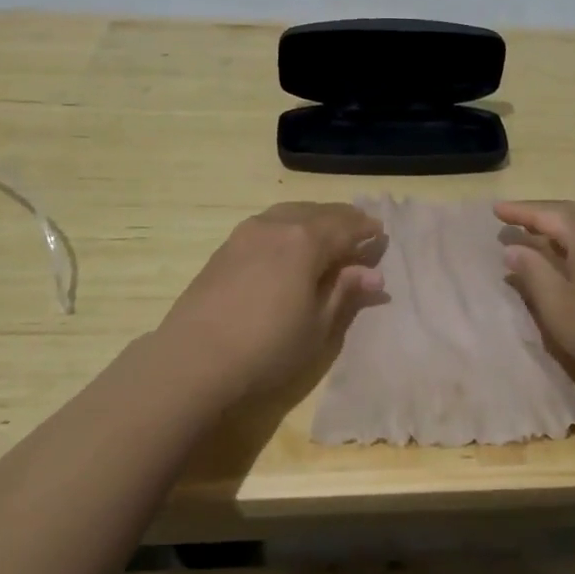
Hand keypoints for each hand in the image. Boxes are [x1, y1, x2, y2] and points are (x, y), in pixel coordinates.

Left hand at [156, 203, 384, 402]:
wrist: (194, 360)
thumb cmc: (268, 348)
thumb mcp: (318, 326)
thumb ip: (345, 292)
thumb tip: (373, 274)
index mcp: (306, 241)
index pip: (345, 226)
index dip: (365, 230)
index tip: (380, 233)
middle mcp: (277, 225)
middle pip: (318, 213)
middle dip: (342, 219)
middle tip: (359, 227)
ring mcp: (246, 233)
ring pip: (290, 213)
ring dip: (313, 218)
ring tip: (326, 232)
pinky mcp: (225, 247)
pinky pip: (268, 224)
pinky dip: (288, 226)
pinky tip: (288, 243)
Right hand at [495, 200, 574, 395]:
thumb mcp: (558, 305)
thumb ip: (532, 272)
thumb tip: (514, 249)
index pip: (545, 213)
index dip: (518, 212)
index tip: (495, 209)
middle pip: (570, 213)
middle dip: (541, 215)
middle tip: (513, 218)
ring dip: (563, 229)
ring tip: (539, 235)